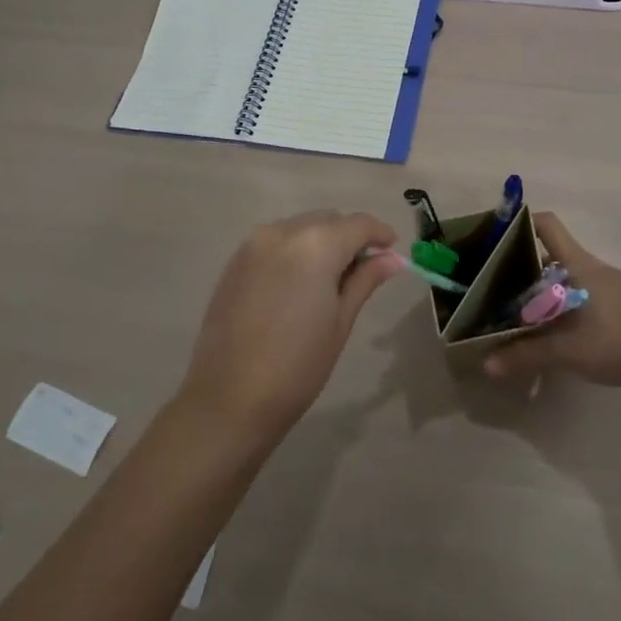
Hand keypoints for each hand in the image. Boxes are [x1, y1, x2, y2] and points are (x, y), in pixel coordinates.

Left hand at [179, 211, 405, 442]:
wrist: (229, 400)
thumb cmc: (298, 366)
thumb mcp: (341, 321)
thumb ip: (365, 279)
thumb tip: (392, 258)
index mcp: (316, 245)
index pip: (358, 224)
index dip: (380, 234)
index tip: (392, 251)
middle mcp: (283, 232)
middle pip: (328, 220)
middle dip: (349, 238)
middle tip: (362, 272)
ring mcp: (254, 244)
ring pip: (301, 227)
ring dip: (320, 242)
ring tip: (328, 281)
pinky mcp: (235, 261)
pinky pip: (276, 242)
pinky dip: (294, 251)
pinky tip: (297, 285)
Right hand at [484, 213, 620, 391]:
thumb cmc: (615, 343)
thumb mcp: (566, 351)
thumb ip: (526, 354)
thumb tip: (487, 364)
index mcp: (579, 264)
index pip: (548, 225)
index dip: (522, 224)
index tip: (497, 240)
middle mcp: (592, 266)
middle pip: (551, 251)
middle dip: (523, 264)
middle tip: (496, 283)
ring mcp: (607, 285)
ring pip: (565, 274)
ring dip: (541, 286)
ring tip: (516, 307)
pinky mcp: (615, 304)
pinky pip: (578, 291)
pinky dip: (559, 301)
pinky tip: (550, 326)